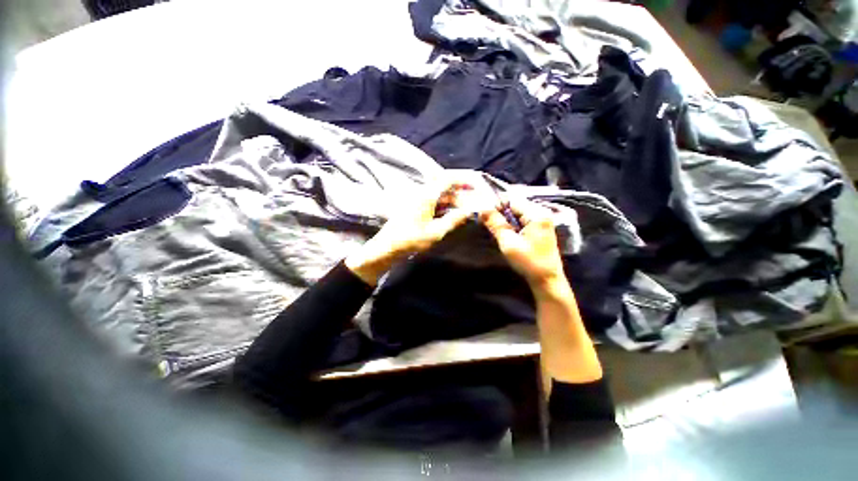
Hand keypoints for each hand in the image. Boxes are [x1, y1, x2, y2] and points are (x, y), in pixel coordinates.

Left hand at [345, 179, 474, 285]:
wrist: (387, 247)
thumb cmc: (411, 240)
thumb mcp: (435, 232)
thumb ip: (454, 220)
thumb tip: (469, 211)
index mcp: (426, 195)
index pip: (447, 179)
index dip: (463, 179)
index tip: (476, 184)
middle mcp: (421, 193)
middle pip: (445, 186)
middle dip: (461, 192)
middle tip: (474, 201)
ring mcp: (417, 200)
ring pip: (440, 195)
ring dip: (453, 199)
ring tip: (466, 208)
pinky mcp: (415, 207)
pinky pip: (434, 201)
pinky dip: (445, 205)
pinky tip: (452, 213)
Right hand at [480, 198, 566, 294]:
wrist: (547, 280)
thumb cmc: (528, 262)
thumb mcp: (508, 242)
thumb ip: (495, 224)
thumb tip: (482, 209)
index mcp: (537, 214)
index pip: (512, 200)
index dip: (497, 205)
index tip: (485, 216)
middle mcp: (542, 213)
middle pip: (515, 205)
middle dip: (501, 213)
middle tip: (490, 225)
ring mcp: (542, 220)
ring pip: (518, 213)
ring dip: (506, 220)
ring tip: (498, 231)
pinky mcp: (540, 228)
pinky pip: (522, 220)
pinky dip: (513, 225)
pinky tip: (508, 234)